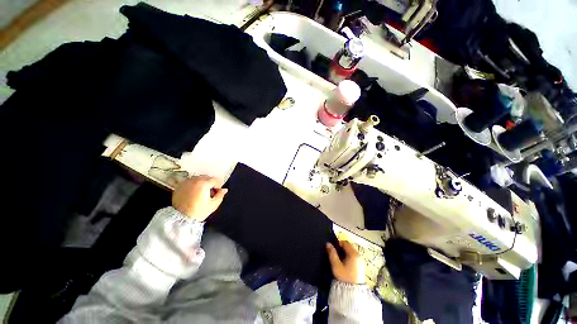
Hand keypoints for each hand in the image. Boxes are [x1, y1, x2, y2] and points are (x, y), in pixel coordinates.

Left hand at [172, 176, 227, 221]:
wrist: (180, 219)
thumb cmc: (199, 211)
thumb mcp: (213, 205)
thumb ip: (220, 195)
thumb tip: (224, 189)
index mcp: (204, 183)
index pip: (216, 180)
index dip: (218, 186)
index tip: (217, 193)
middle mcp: (195, 180)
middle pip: (207, 178)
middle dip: (210, 184)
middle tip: (210, 194)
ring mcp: (186, 182)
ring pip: (198, 179)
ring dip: (202, 184)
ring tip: (201, 193)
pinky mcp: (179, 186)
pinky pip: (190, 182)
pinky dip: (194, 185)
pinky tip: (193, 194)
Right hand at [326, 240, 364, 284]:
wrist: (353, 293)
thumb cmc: (344, 277)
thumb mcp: (336, 265)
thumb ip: (332, 253)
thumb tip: (327, 243)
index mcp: (353, 254)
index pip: (345, 242)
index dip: (338, 243)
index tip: (333, 248)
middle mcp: (359, 255)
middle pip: (349, 246)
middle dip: (341, 248)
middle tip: (335, 254)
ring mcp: (361, 261)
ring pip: (351, 252)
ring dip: (345, 253)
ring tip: (339, 259)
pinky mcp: (361, 266)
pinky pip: (354, 257)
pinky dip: (349, 257)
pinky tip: (344, 264)